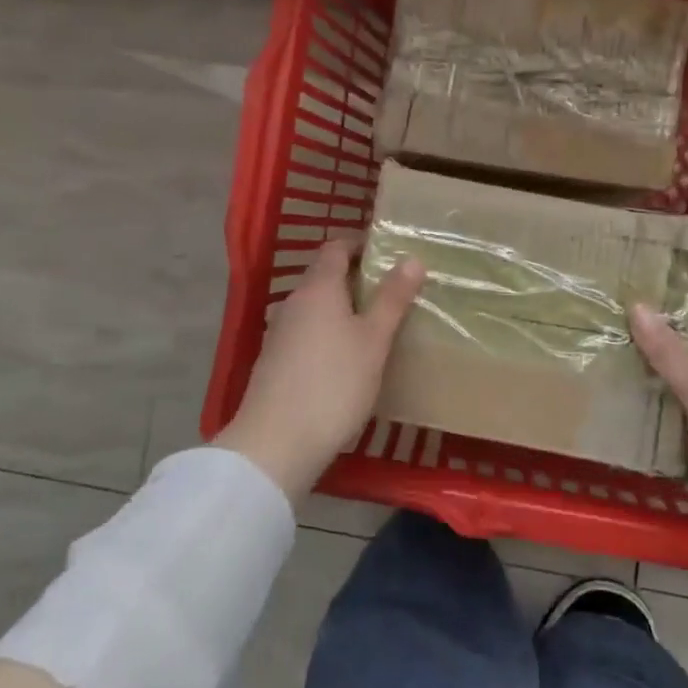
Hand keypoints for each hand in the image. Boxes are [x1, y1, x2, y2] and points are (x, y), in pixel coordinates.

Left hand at [217, 240, 424, 502]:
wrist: (276, 443)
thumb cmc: (334, 384)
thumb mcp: (373, 340)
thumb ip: (392, 298)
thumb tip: (412, 258)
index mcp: (317, 288)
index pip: (335, 247)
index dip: (360, 244)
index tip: (389, 252)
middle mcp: (293, 302)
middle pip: (324, 277)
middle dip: (357, 278)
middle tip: (393, 290)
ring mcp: (279, 333)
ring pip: (316, 307)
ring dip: (343, 308)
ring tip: (376, 324)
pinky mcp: (275, 362)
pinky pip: (307, 333)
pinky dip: (329, 333)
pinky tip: (348, 357)